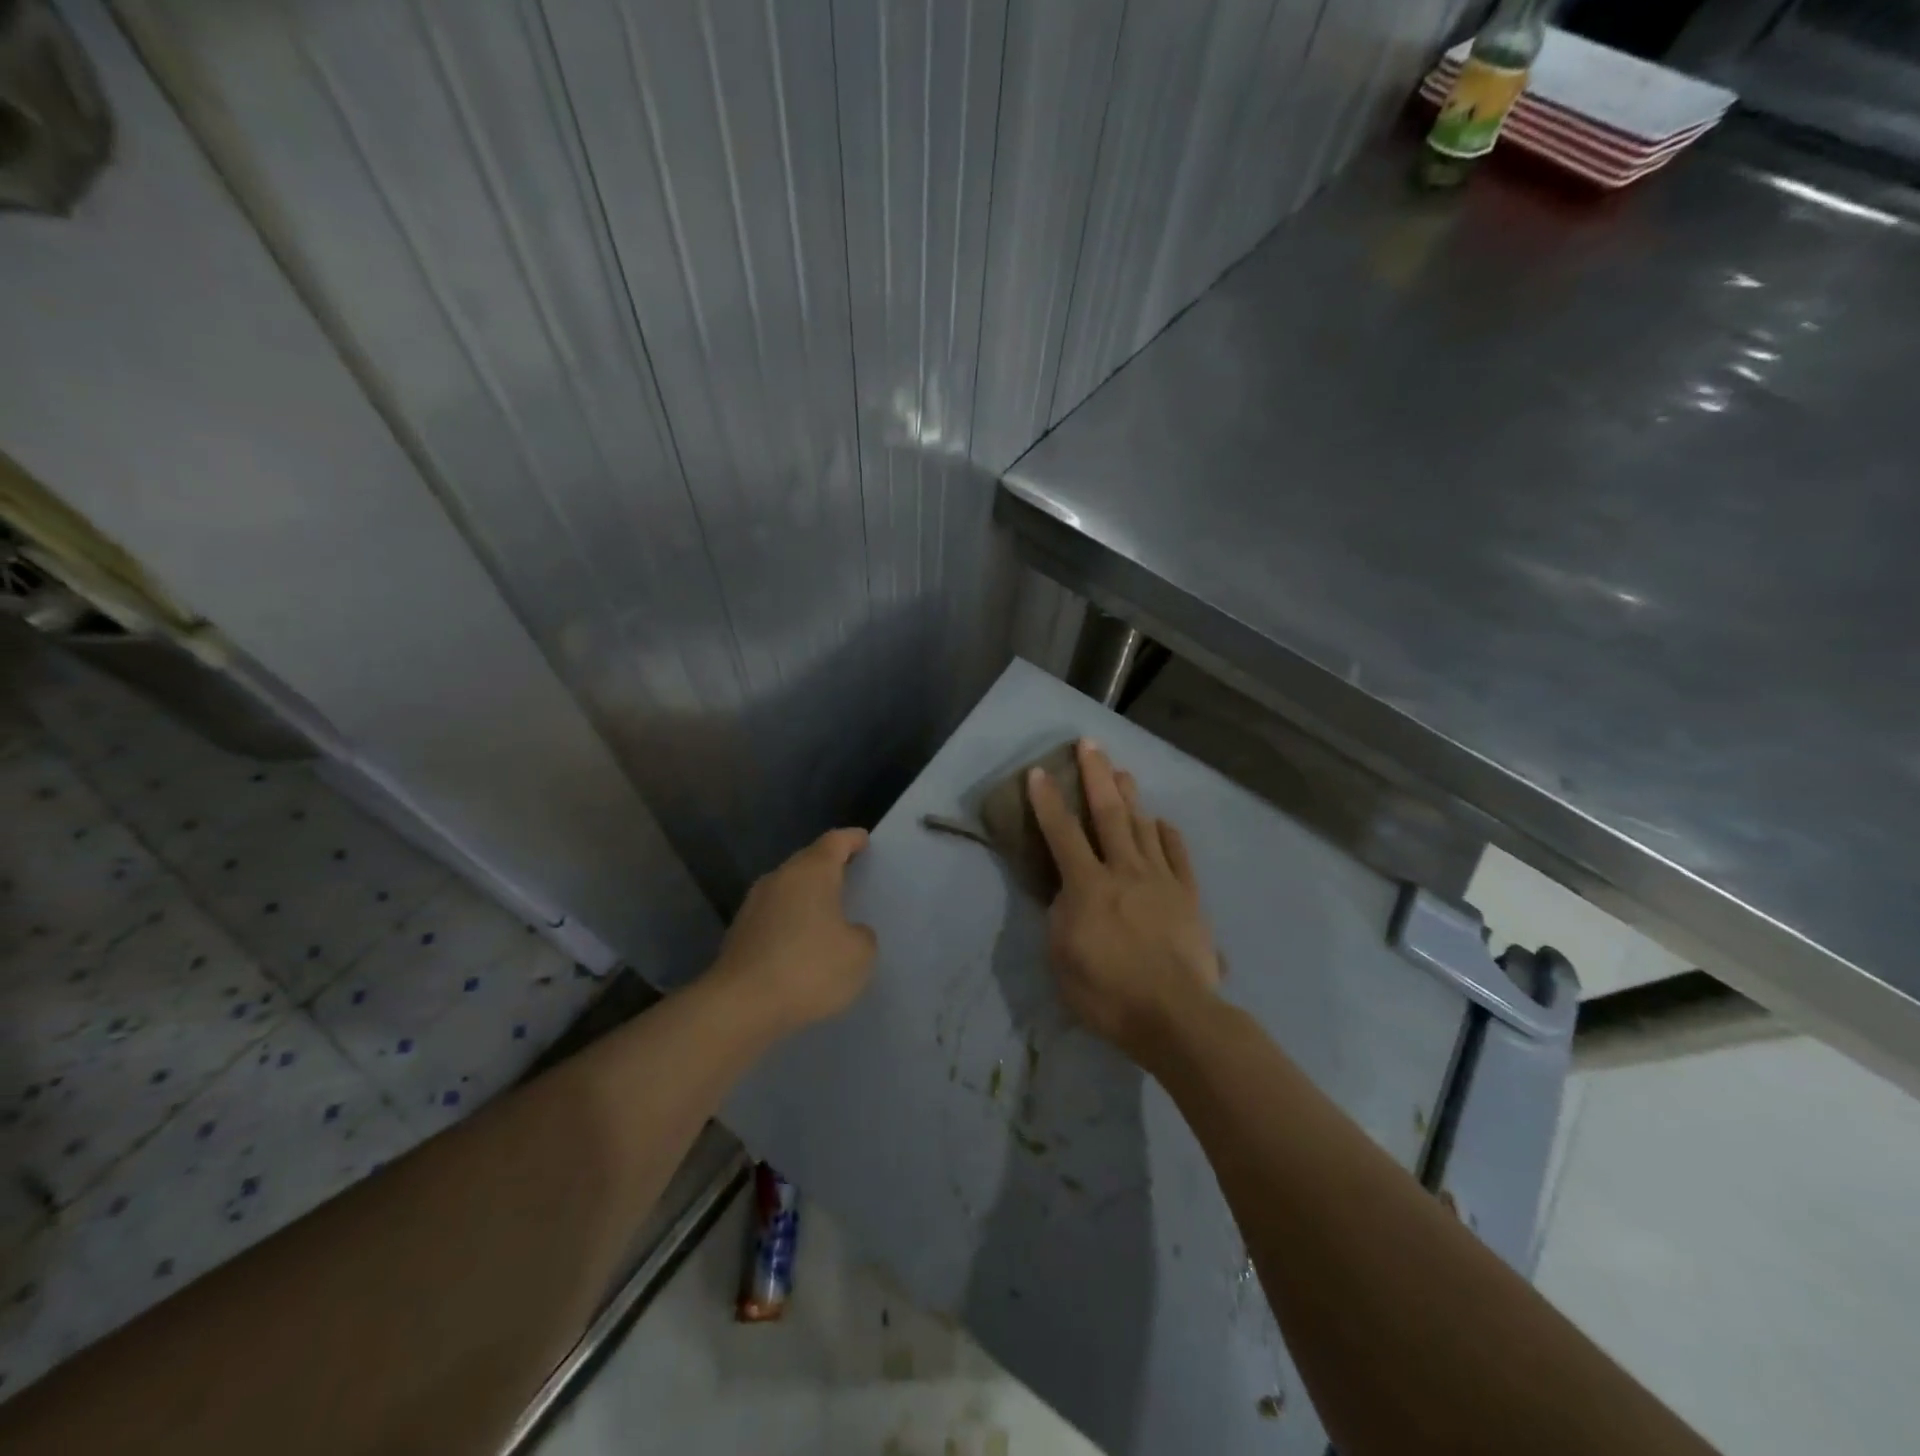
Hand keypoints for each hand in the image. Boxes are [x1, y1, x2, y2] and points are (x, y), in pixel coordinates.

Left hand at [711, 828, 877, 1034]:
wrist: (740, 1006)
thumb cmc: (808, 968)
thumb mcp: (859, 954)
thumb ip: (861, 935)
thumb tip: (848, 932)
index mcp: (811, 872)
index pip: (835, 841)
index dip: (852, 839)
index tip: (863, 840)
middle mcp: (779, 878)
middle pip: (808, 862)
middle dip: (829, 866)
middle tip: (851, 875)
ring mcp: (753, 905)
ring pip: (788, 889)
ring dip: (807, 897)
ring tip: (829, 912)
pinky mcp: (739, 933)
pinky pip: (774, 916)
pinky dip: (791, 922)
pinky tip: (802, 944)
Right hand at [1027, 740, 1221, 1066]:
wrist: (1176, 1016)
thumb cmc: (1108, 993)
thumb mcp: (1062, 959)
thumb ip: (1061, 917)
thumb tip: (1068, 892)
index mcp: (1088, 886)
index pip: (1062, 833)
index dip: (1047, 800)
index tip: (1039, 771)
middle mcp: (1124, 871)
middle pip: (1109, 813)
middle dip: (1096, 775)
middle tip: (1090, 744)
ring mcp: (1161, 880)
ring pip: (1144, 826)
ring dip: (1131, 796)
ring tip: (1123, 772)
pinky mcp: (1188, 896)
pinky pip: (1178, 855)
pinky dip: (1168, 835)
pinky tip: (1162, 823)